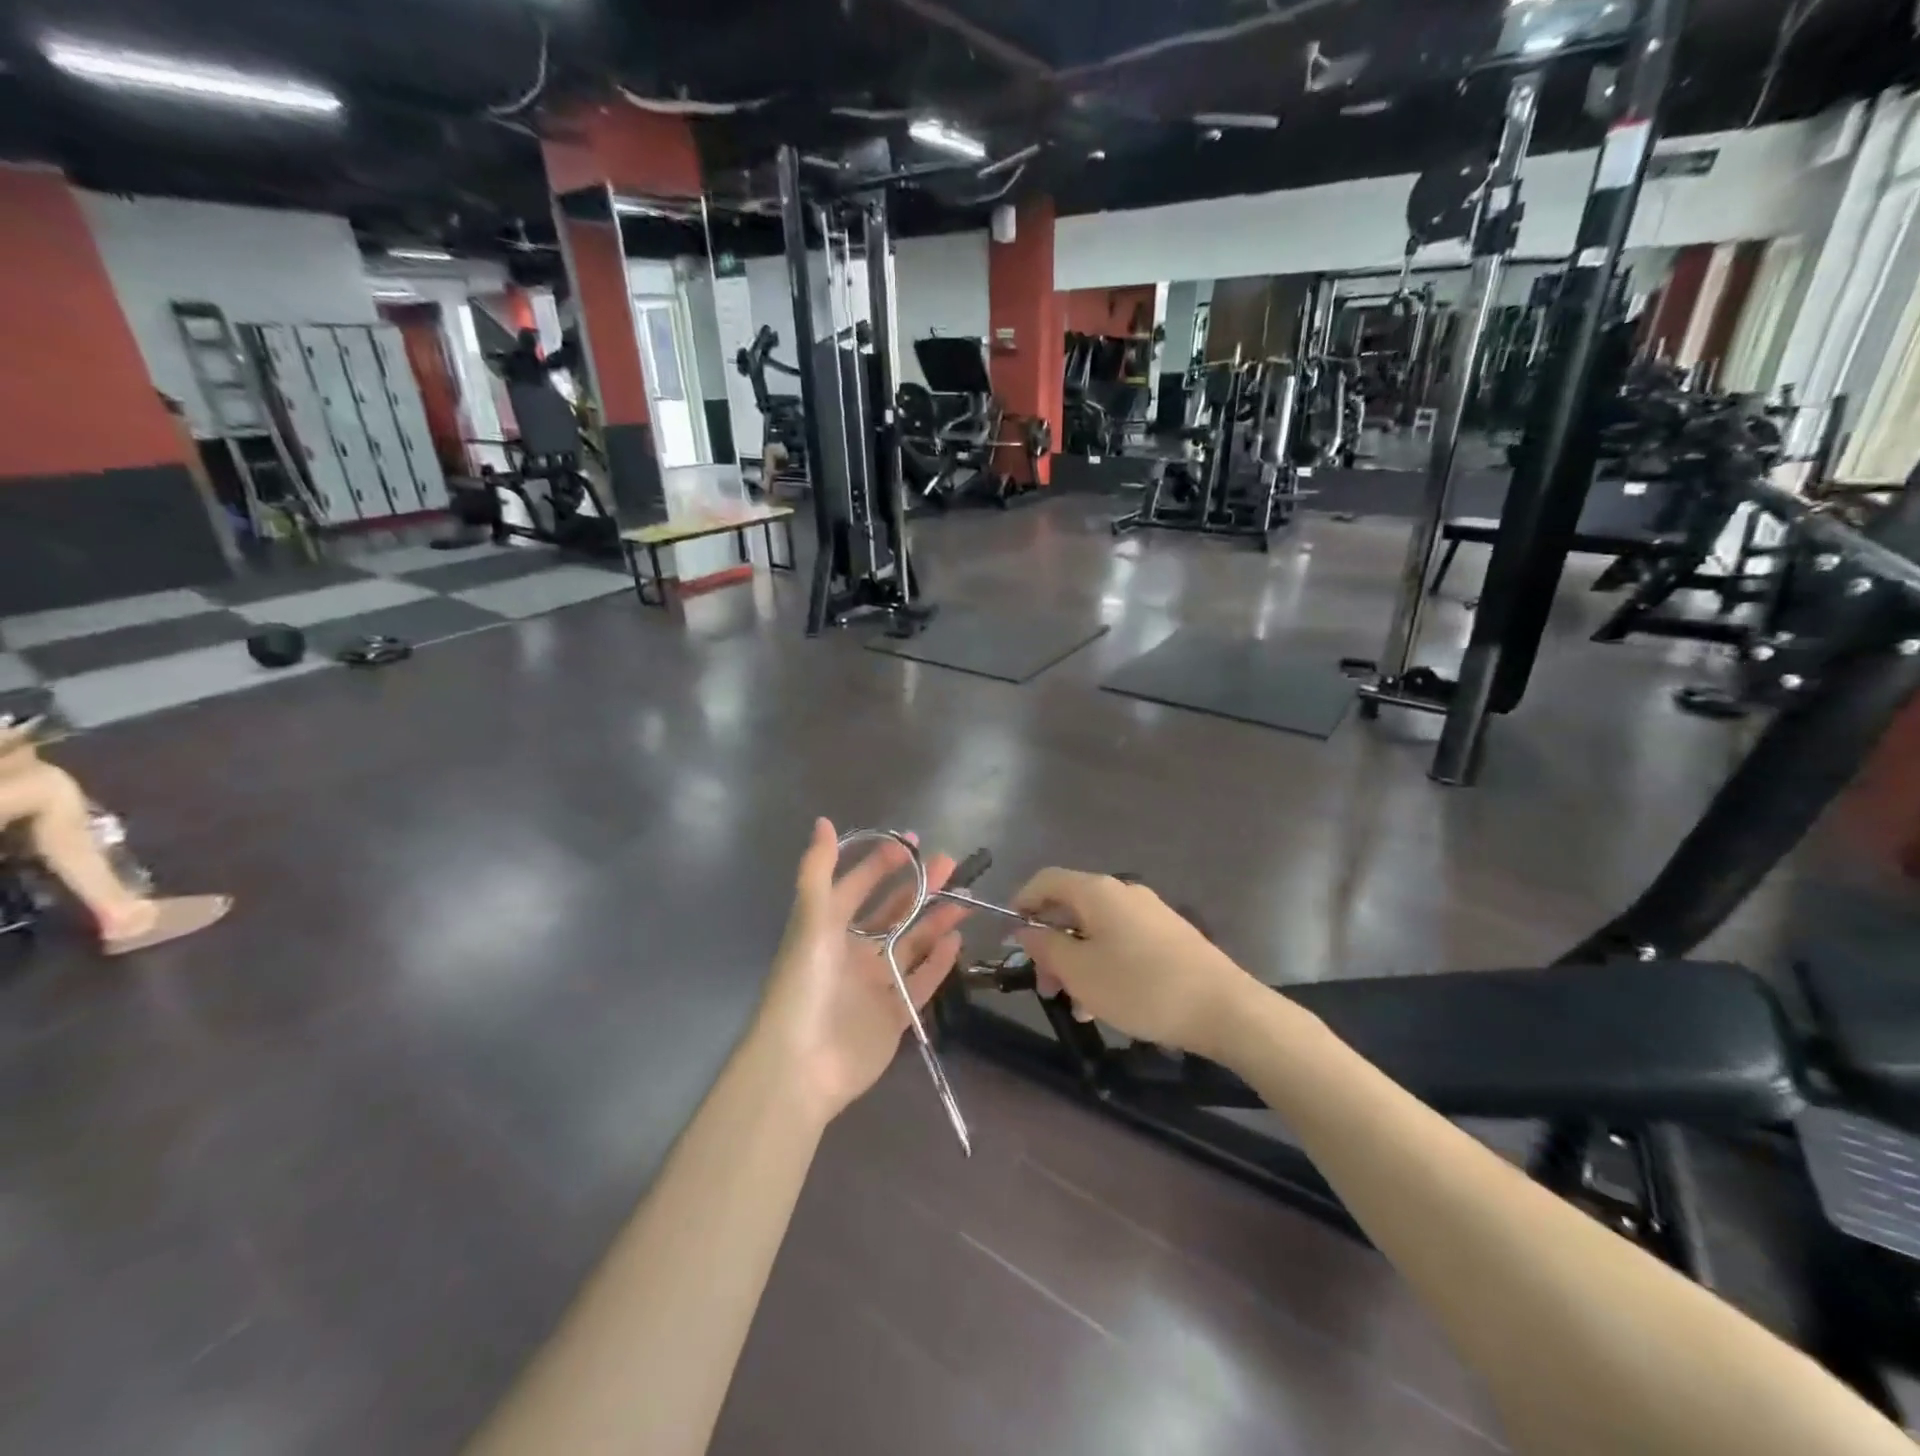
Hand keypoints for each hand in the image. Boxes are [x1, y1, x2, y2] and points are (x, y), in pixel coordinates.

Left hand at [755, 819, 969, 1124]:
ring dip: (935, 920)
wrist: (802, 1064)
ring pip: (911, 944)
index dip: (882, 863)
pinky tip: (958, 941)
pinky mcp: (893, 1015)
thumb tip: (823, 821)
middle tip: (950, 863)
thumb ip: (818, 870)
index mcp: (828, 928)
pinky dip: (939, 962)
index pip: (858, 886)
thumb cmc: (805, 983)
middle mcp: (852, 952)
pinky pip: (921, 982)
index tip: (913, 842)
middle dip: (919, 886)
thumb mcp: (810, 919)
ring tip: (964, 898)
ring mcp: (874, 984)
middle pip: (892, 912)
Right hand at [1012, 869, 1256, 1058]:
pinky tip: (1107, 1004)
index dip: (1022, 902)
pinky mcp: (1169, 937)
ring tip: (1077, 1006)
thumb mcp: (1080, 971)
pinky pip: (1121, 942)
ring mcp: (1150, 914)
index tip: (1010, 937)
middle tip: (1045, 987)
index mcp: (1098, 891)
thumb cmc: (1140, 986)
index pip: (1046, 879)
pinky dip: (1104, 965)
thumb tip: (1025, 929)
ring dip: (1077, 962)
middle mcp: (1123, 893)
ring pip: (1096, 930)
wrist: (1224, 1008)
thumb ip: (1046, 946)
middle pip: (1071, 908)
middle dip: (1051, 945)